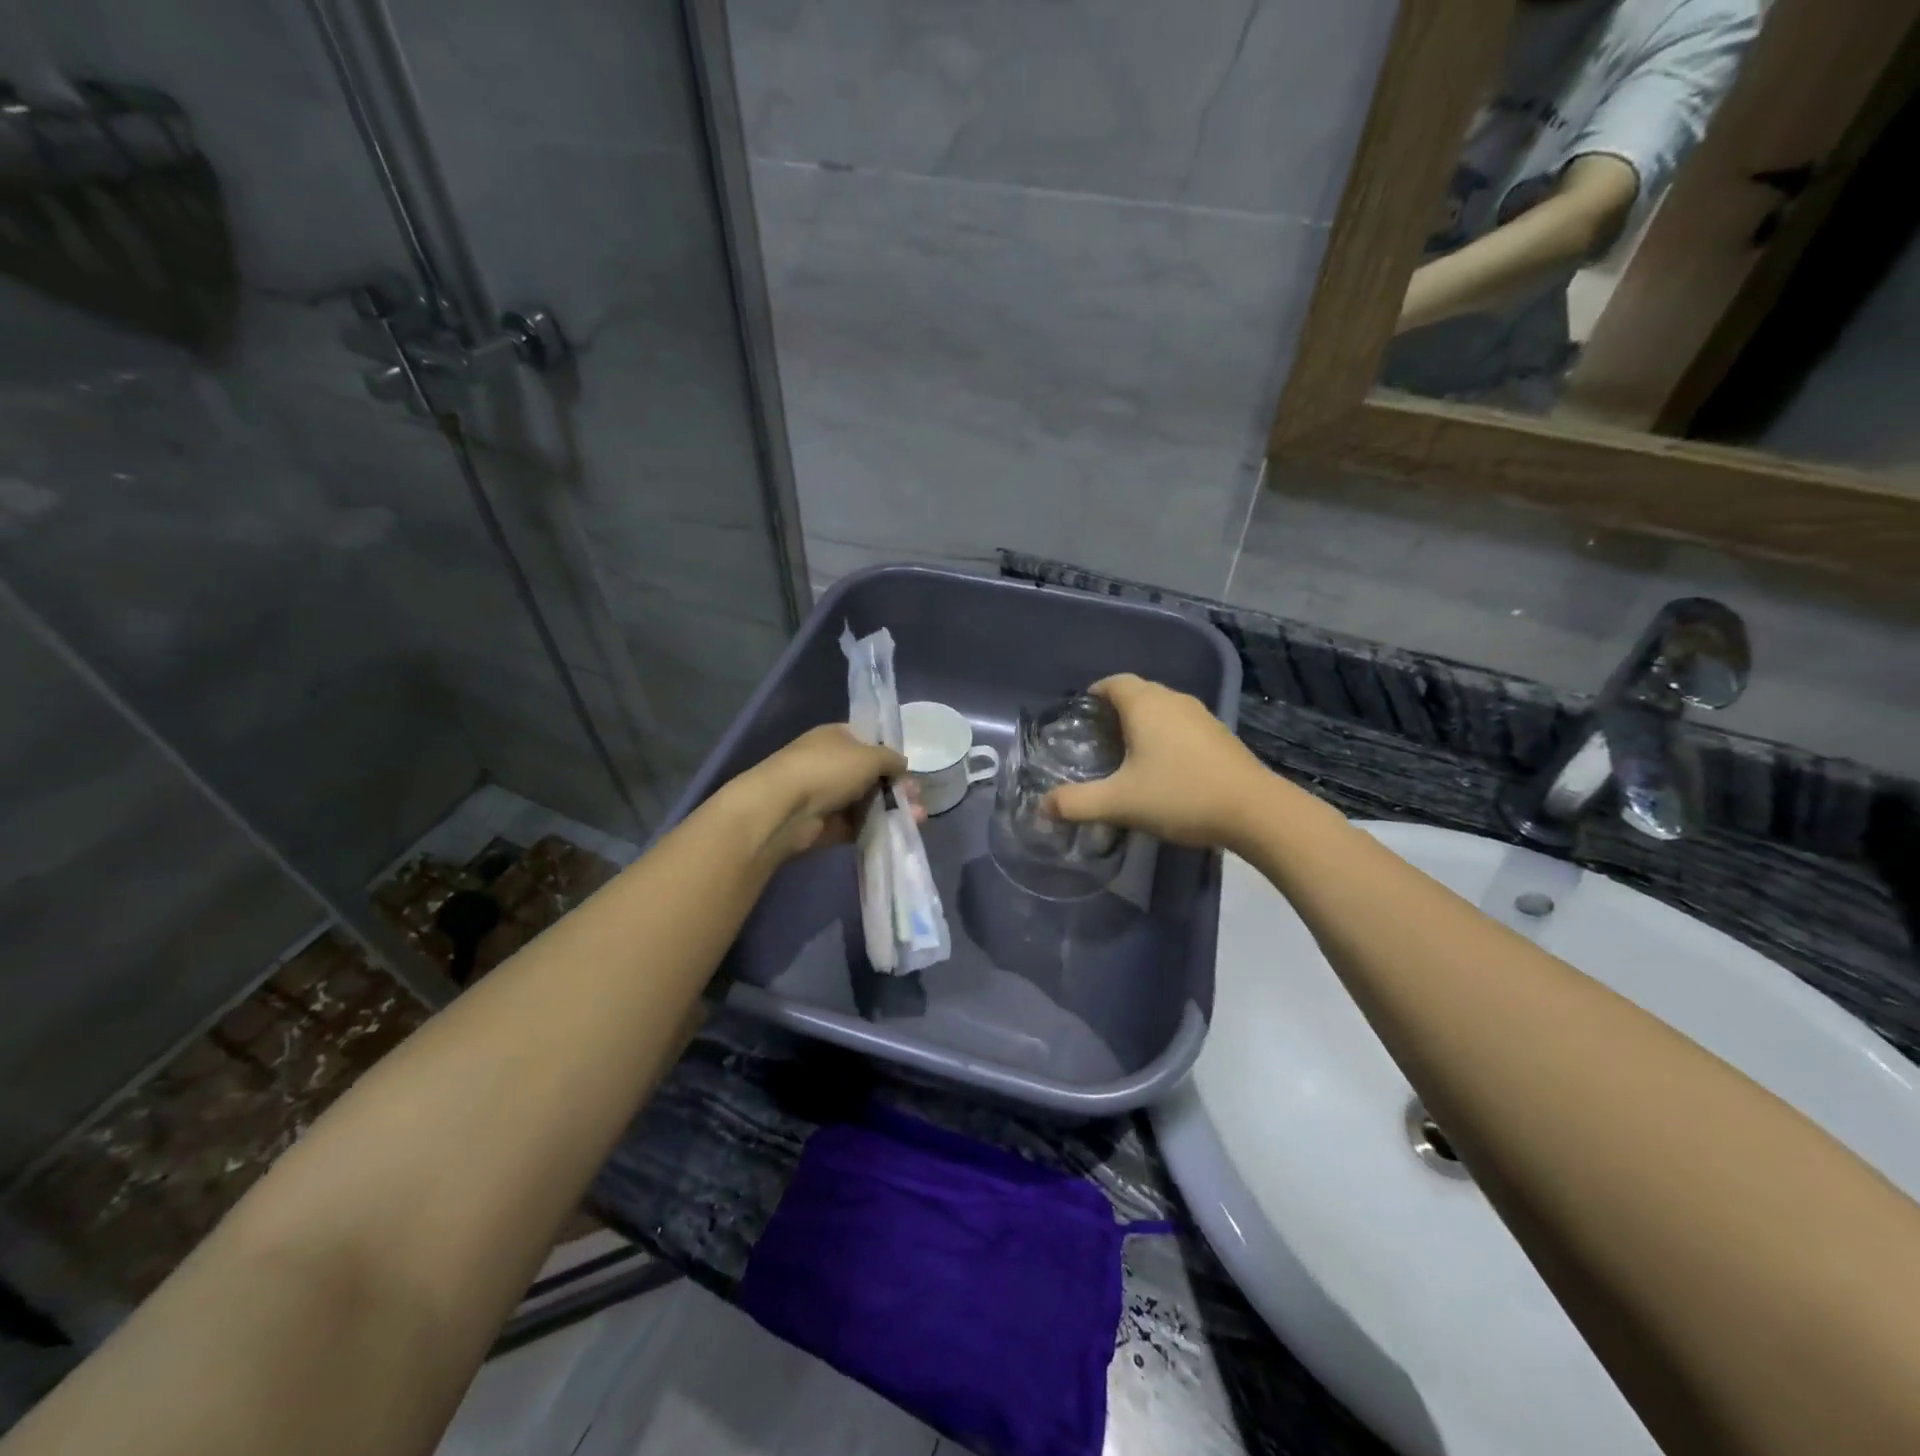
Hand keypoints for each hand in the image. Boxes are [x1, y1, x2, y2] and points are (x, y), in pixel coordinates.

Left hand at [729, 724, 908, 861]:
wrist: (783, 809)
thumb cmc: (828, 770)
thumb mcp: (869, 756)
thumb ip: (891, 759)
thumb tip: (902, 764)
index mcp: (836, 737)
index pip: (868, 742)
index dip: (890, 755)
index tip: (909, 770)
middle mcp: (830, 763)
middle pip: (870, 775)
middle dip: (896, 786)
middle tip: (916, 797)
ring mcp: (826, 795)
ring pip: (866, 802)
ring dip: (891, 808)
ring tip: (916, 817)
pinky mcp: (825, 825)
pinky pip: (856, 825)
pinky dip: (876, 827)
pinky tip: (899, 830)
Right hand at [1043, 674, 1267, 848]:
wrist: (1255, 811)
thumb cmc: (1180, 796)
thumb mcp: (1119, 803)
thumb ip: (1076, 803)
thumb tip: (1041, 807)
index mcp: (1146, 705)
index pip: (1114, 682)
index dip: (1095, 692)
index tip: (1081, 713)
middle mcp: (1174, 701)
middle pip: (1138, 692)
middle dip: (1115, 709)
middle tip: (1097, 738)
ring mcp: (1202, 716)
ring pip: (1162, 708)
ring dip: (1142, 722)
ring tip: (1126, 752)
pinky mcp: (1220, 736)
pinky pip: (1182, 724)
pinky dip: (1165, 735)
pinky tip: (1163, 766)